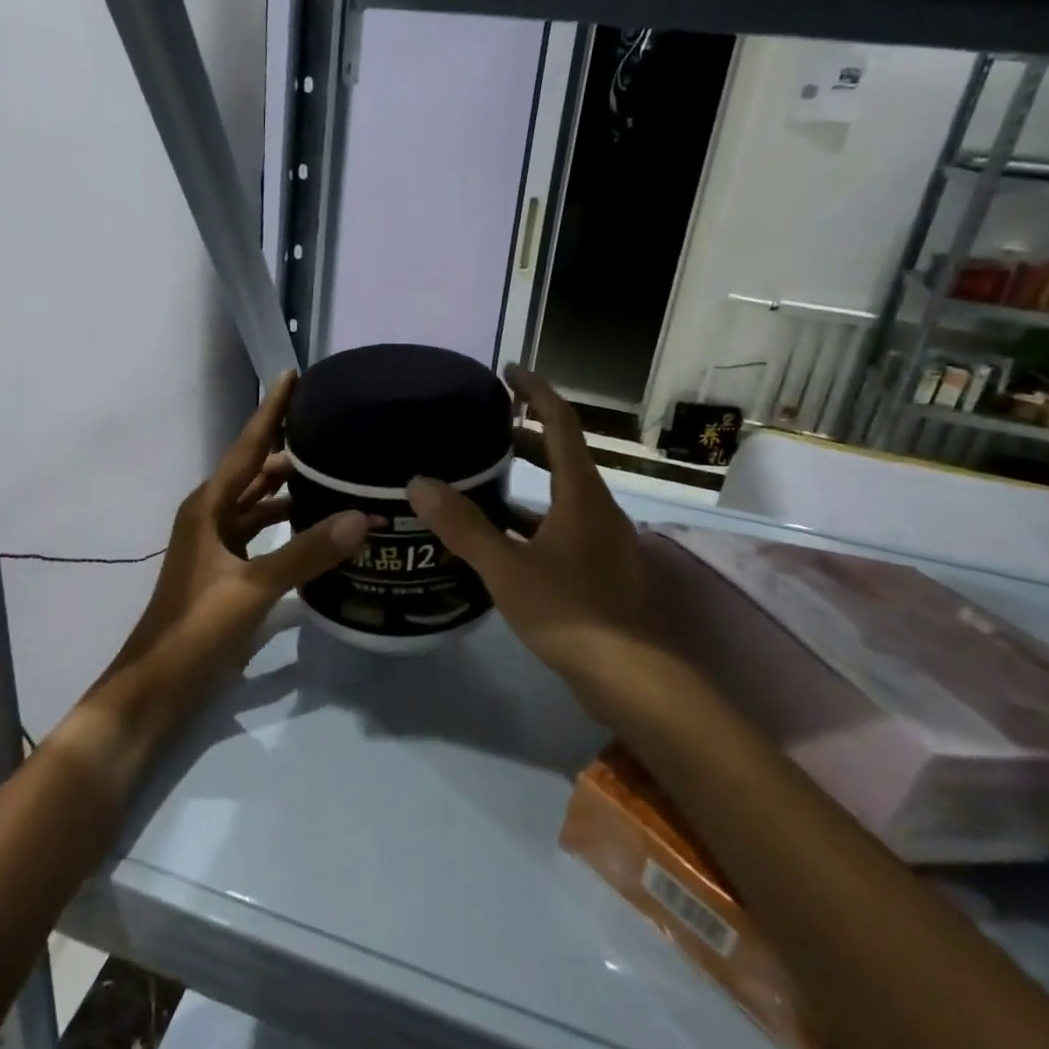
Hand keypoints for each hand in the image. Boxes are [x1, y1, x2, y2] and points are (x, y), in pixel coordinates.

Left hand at [120, 371, 372, 690]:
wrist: (157, 685)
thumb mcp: (253, 588)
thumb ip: (307, 552)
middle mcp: (213, 516)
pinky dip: (289, 526)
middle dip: (291, 449)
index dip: (272, 410)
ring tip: (338, 473)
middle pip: (257, 471)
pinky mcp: (229, 571)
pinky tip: (321, 528)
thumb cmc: (196, 627)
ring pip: (262, 504)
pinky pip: (264, 535)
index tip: (295, 375)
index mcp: (210, 506)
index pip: (248, 446)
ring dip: (293, 490)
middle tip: (336, 428)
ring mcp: (219, 545)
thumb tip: (363, 516)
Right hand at [407, 365, 651, 688]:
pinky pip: (562, 525)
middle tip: (484, 429)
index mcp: (581, 493)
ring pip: (562, 493)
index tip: (508, 371)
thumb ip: (464, 525)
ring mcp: (602, 539)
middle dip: (525, 436)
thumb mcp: (507, 568)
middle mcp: (597, 507)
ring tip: (482, 479)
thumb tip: (419, 483)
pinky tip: (501, 536)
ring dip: (528, 480)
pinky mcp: (599, 567)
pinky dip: (533, 518)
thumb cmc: (570, 612)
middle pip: (563, 455)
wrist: (629, 677)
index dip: (535, 391)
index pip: (561, 423)